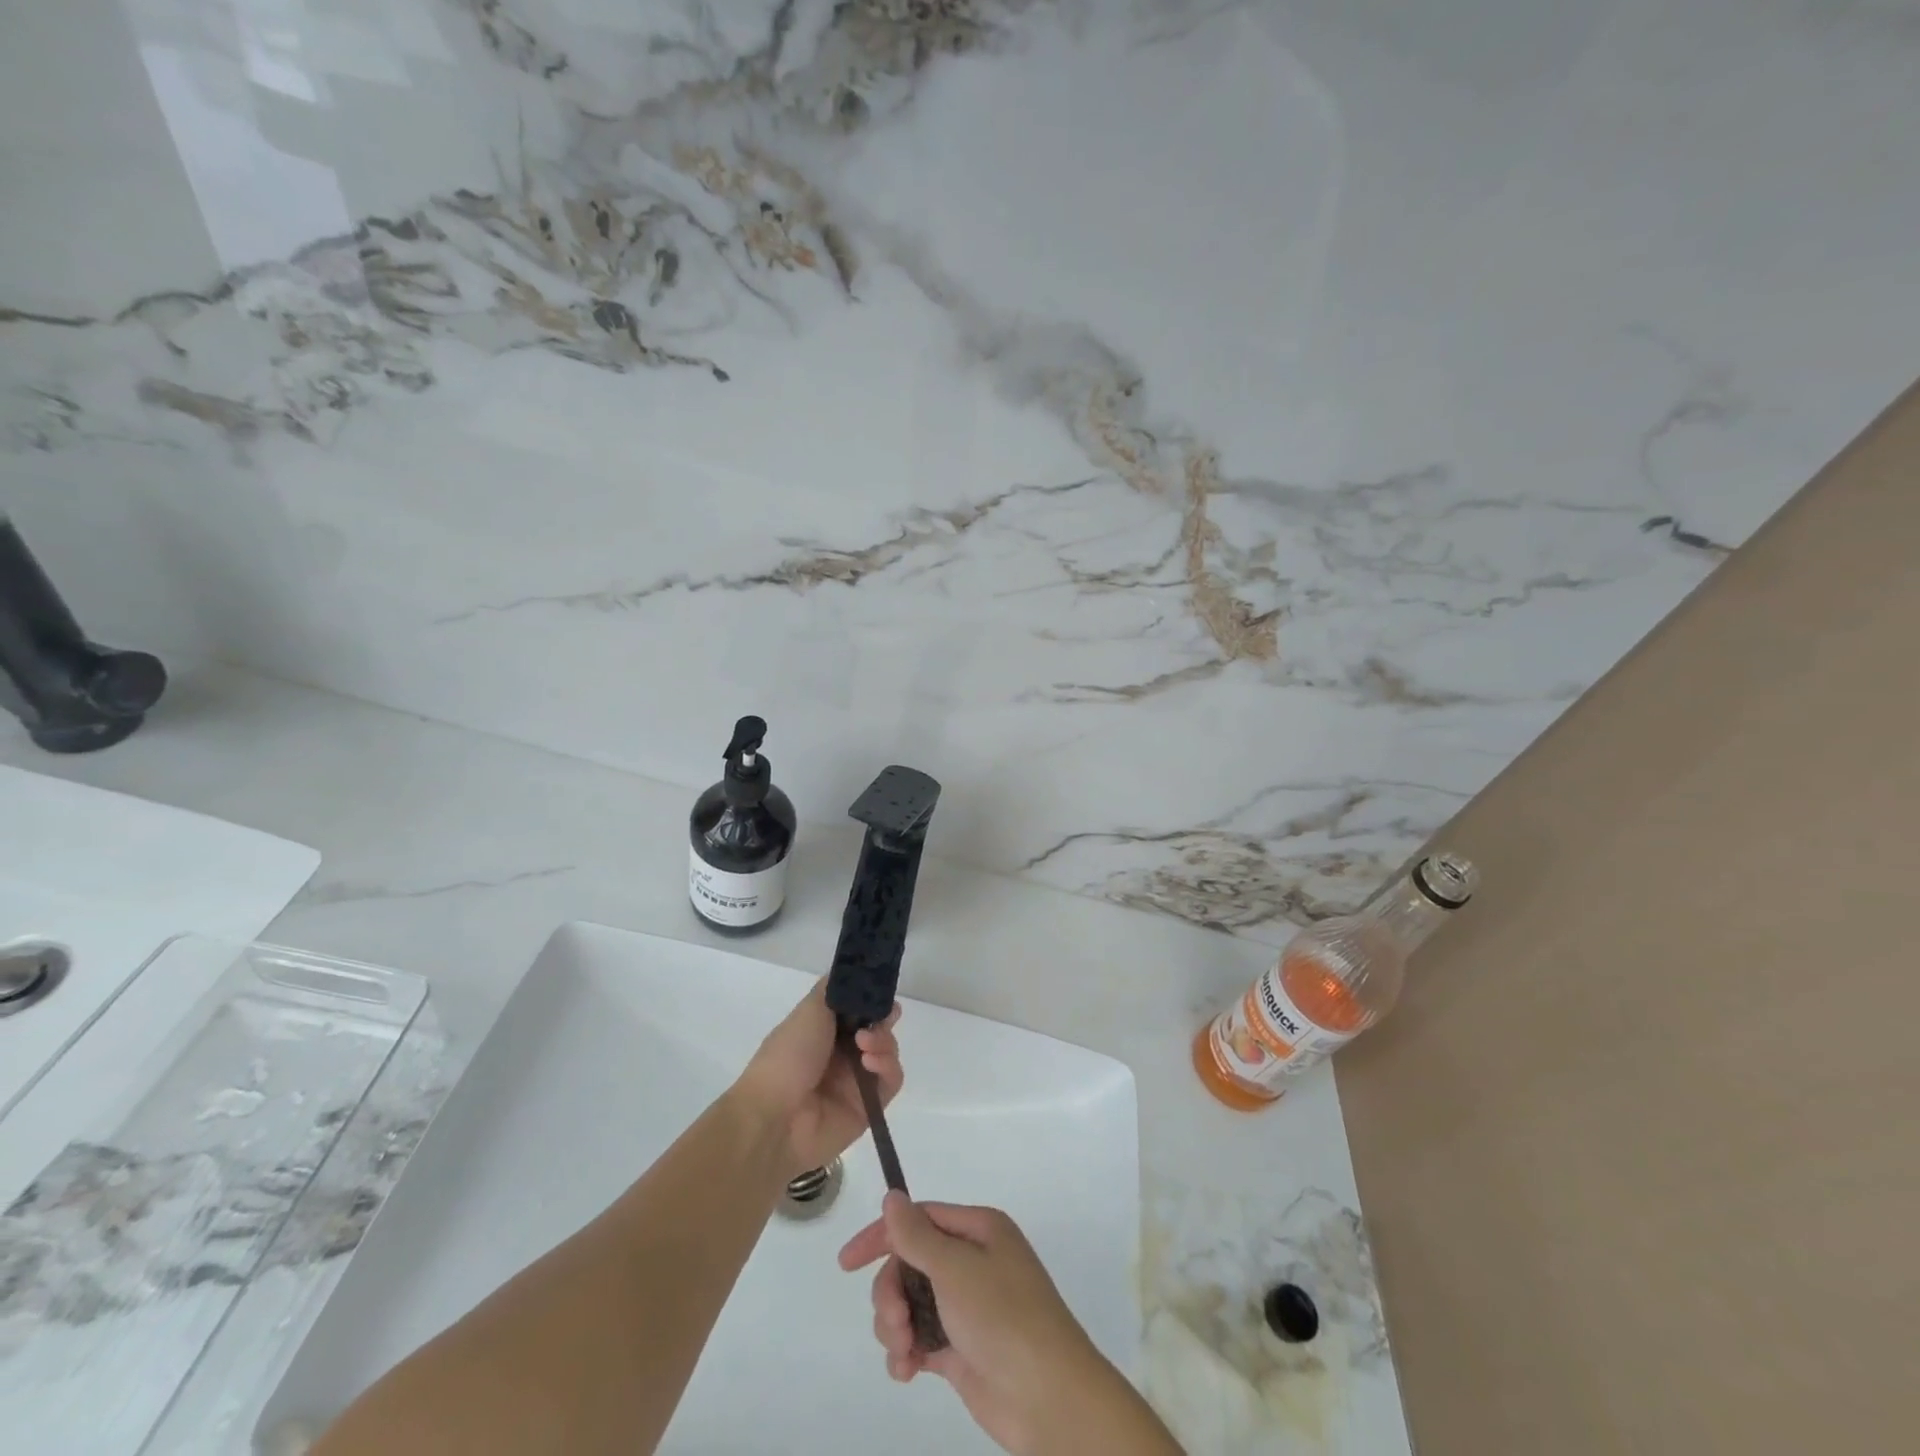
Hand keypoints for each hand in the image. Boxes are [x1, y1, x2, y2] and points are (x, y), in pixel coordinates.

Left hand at [733, 979, 901, 1178]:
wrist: (775, 1116)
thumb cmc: (788, 1055)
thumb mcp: (809, 1009)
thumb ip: (834, 988)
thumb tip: (854, 972)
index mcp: (825, 1030)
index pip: (859, 1010)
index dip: (872, 1001)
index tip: (880, 995)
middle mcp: (842, 1054)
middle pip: (878, 1029)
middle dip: (883, 1020)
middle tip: (880, 1020)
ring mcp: (856, 1081)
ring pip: (888, 1052)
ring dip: (884, 1042)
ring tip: (866, 1046)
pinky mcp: (869, 1107)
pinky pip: (892, 1081)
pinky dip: (887, 1067)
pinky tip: (870, 1064)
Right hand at [838, 1195, 1122, 1455]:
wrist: (1049, 1399)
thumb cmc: (1004, 1318)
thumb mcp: (956, 1268)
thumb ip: (917, 1235)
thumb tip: (892, 1194)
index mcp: (978, 1230)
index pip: (919, 1219)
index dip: (882, 1236)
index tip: (846, 1264)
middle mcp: (971, 1261)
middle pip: (909, 1263)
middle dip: (891, 1292)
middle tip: (894, 1322)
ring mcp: (966, 1307)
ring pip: (910, 1302)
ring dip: (896, 1326)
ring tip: (905, 1351)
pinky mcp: (961, 1347)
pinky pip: (920, 1338)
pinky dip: (906, 1353)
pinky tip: (906, 1371)